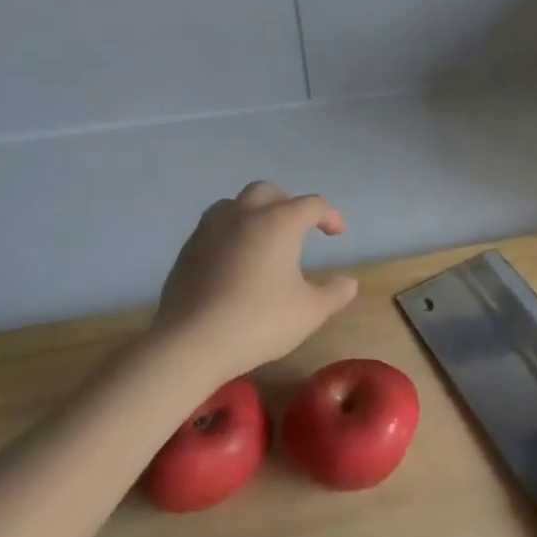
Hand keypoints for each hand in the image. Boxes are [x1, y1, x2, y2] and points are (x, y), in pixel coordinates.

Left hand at [149, 181, 358, 379]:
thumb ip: (334, 294)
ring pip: (234, 204)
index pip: (312, 205)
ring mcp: (209, 231)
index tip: (338, 234)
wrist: (190, 344)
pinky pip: (214, 227)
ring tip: (264, 237)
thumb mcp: (310, 312)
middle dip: (288, 203)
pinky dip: (231, 233)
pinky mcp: (187, 251)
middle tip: (299, 226)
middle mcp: (244, 216)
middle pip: (268, 192)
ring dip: (254, 212)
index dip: (330, 216)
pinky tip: (235, 260)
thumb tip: (349, 283)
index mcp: (279, 223)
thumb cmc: (259, 321)